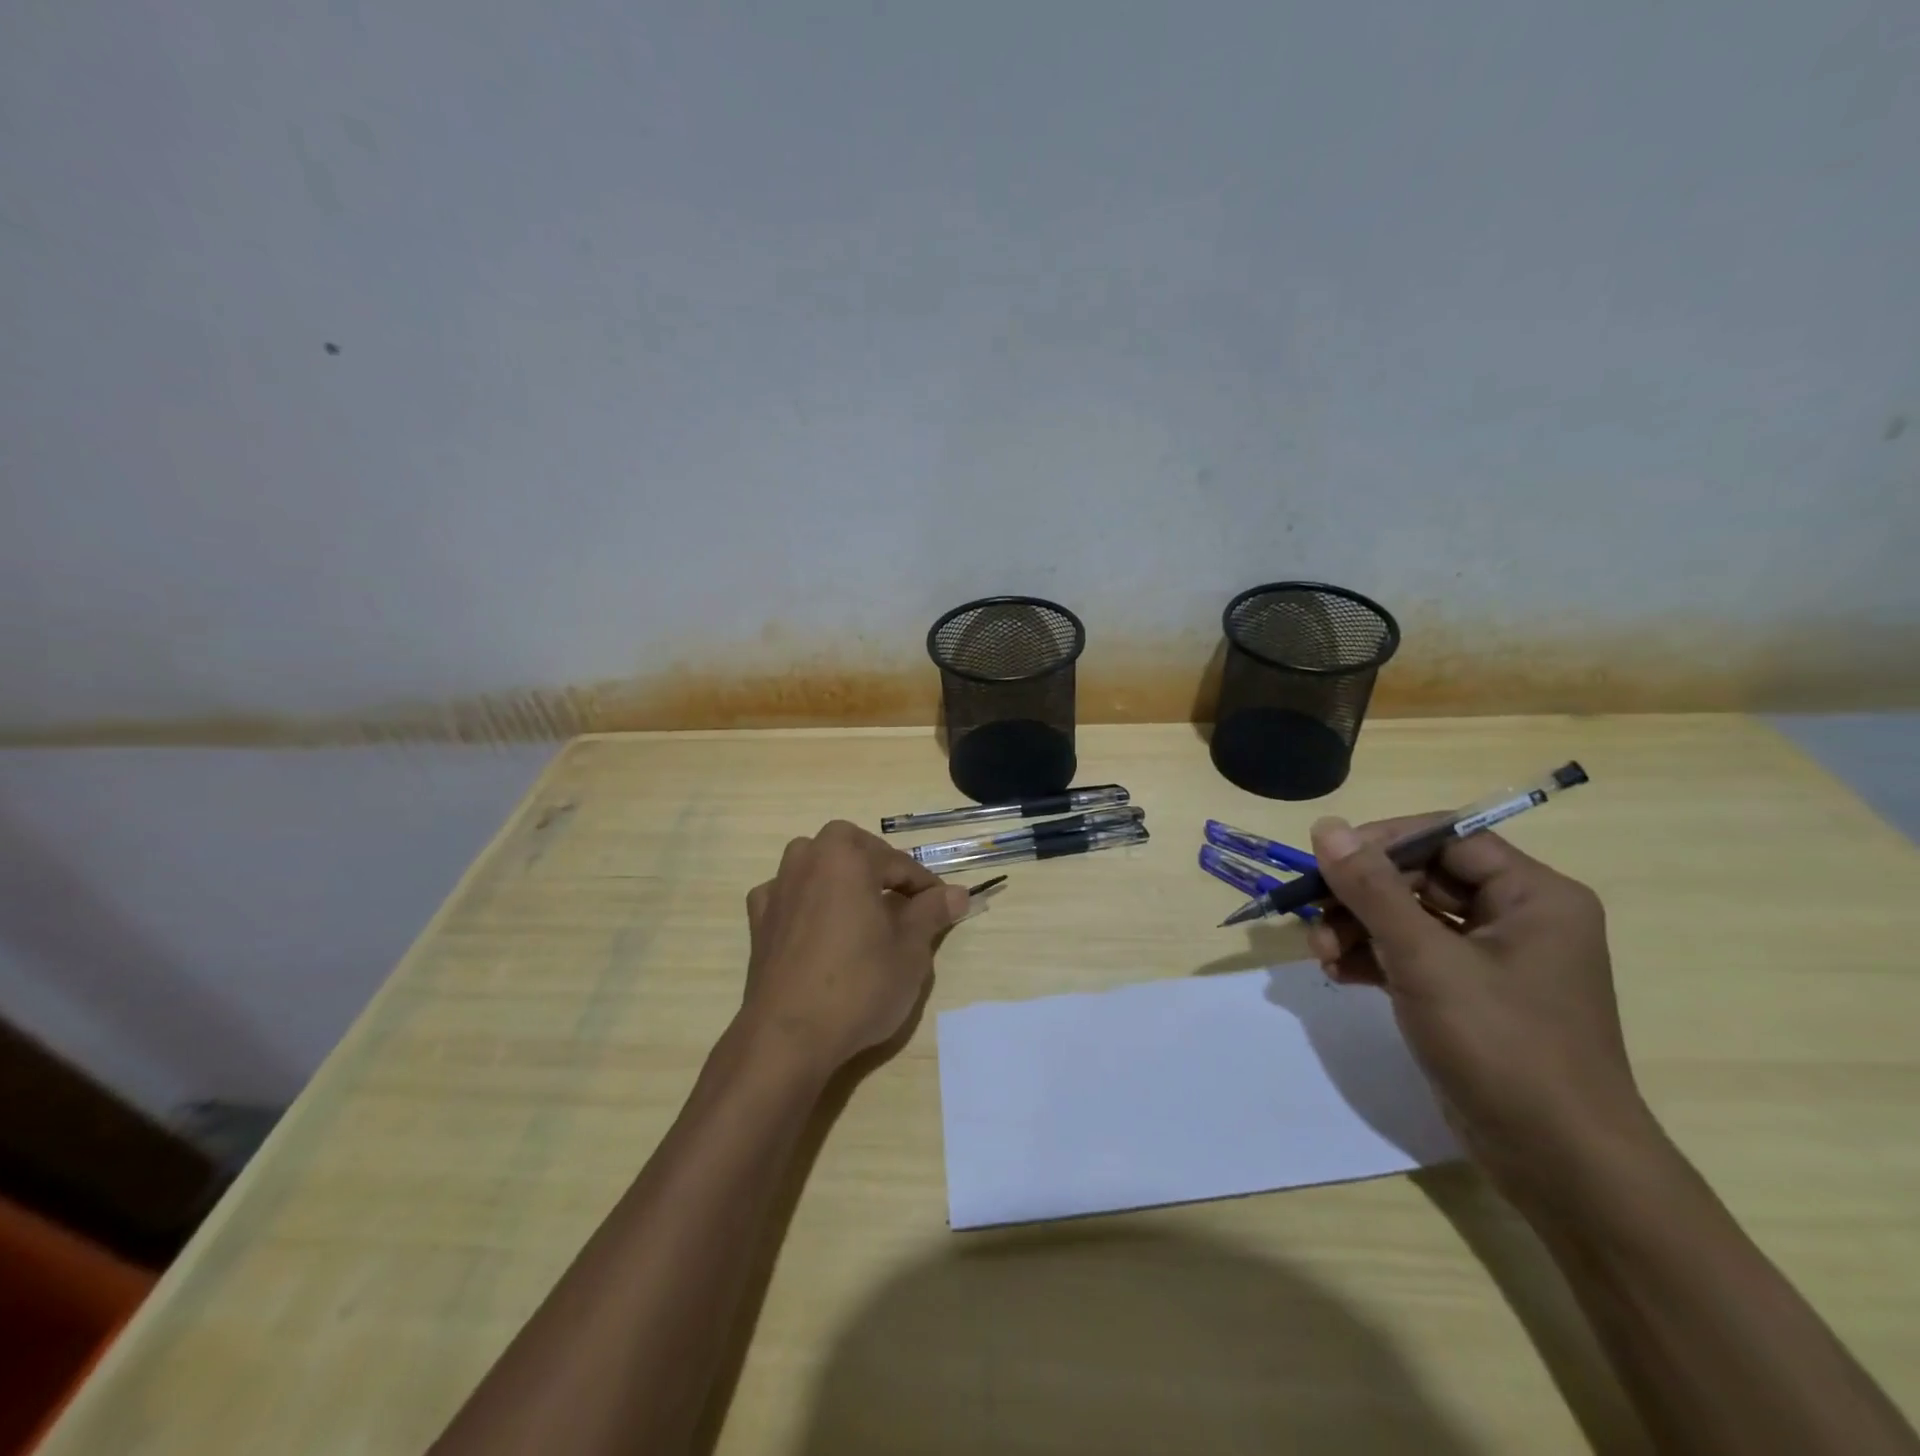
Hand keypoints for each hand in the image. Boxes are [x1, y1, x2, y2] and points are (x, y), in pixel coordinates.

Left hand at [739, 820, 969, 1080]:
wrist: (788, 1037)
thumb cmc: (859, 985)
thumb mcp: (910, 950)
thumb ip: (932, 912)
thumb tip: (957, 893)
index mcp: (846, 855)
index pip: (899, 863)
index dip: (925, 886)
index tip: (944, 907)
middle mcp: (807, 859)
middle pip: (853, 852)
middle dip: (880, 870)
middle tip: (904, 904)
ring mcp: (778, 888)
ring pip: (817, 866)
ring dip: (840, 878)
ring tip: (861, 910)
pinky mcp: (758, 920)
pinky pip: (789, 896)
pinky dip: (807, 902)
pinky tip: (819, 927)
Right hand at [1303, 815, 1654, 1205]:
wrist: (1558, 1163)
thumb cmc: (1502, 1044)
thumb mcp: (1426, 958)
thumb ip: (1372, 888)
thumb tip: (1325, 827)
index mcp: (1533, 896)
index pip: (1446, 838)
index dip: (1382, 843)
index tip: (1327, 861)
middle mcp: (1516, 918)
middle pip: (1420, 878)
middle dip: (1360, 896)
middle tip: (1314, 917)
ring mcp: (1492, 960)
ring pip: (1408, 918)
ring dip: (1357, 928)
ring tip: (1321, 954)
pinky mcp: (1468, 996)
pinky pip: (1410, 955)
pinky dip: (1372, 958)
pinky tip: (1338, 973)